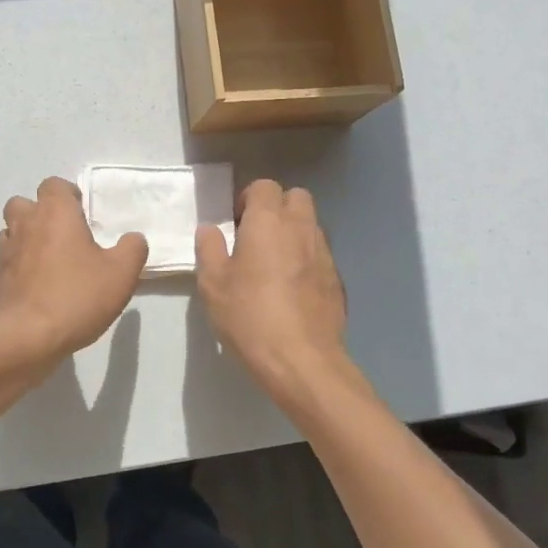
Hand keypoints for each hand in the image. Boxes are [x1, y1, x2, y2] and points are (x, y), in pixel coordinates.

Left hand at [0, 177, 147, 376]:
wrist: (27, 337)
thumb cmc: (76, 296)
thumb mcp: (121, 274)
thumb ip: (132, 249)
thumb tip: (133, 238)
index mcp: (54, 212)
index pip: (53, 185)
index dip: (67, 195)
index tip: (82, 213)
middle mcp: (26, 223)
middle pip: (25, 203)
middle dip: (41, 213)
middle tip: (64, 234)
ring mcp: (6, 250)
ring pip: (11, 230)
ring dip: (27, 237)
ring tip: (49, 258)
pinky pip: (7, 259)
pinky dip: (19, 263)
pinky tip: (37, 283)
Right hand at [195, 179, 363, 416]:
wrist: (303, 362)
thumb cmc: (250, 316)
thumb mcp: (213, 283)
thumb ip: (210, 249)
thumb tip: (210, 230)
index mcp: (269, 221)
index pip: (265, 186)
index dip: (249, 199)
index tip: (236, 223)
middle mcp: (301, 228)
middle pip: (296, 197)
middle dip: (277, 207)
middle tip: (256, 235)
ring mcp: (324, 253)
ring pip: (311, 225)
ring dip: (293, 232)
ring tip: (273, 263)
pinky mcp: (337, 280)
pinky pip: (320, 254)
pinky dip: (306, 259)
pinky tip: (291, 289)